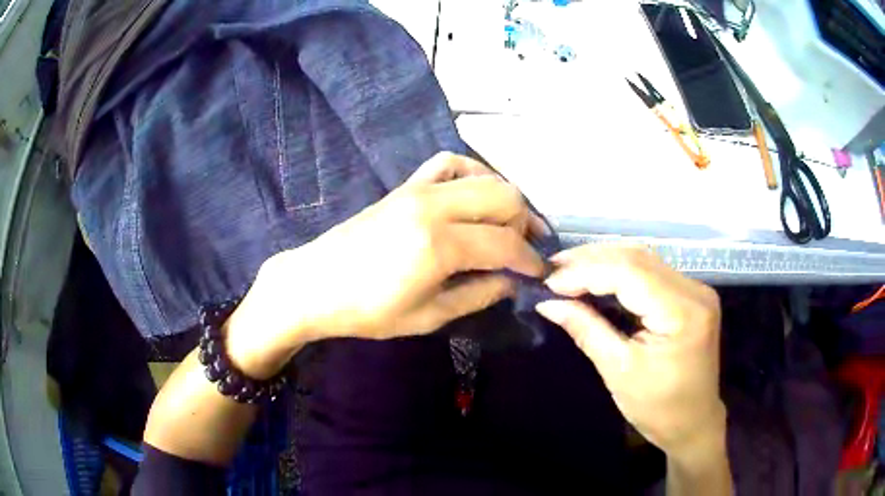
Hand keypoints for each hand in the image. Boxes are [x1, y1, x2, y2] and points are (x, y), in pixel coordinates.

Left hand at [226, 152, 546, 377]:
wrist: (315, 284)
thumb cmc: (367, 311)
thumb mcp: (428, 316)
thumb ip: (478, 294)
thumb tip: (511, 281)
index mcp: (440, 245)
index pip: (506, 243)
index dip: (531, 260)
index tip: (541, 273)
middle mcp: (435, 206)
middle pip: (505, 197)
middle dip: (525, 224)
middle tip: (526, 250)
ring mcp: (418, 189)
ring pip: (484, 177)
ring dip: (505, 200)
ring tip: (508, 225)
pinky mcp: (406, 185)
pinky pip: (448, 163)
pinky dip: (473, 173)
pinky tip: (476, 194)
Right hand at [535, 246, 724, 456]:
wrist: (693, 422)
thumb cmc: (658, 407)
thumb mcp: (618, 371)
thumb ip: (586, 330)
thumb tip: (548, 303)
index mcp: (683, 312)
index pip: (630, 273)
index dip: (586, 272)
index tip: (549, 283)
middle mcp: (694, 290)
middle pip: (638, 258)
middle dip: (592, 260)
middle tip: (553, 268)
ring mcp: (695, 290)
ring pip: (644, 259)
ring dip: (604, 261)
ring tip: (568, 268)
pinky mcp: (690, 295)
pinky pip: (651, 272)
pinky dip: (620, 271)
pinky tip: (597, 276)